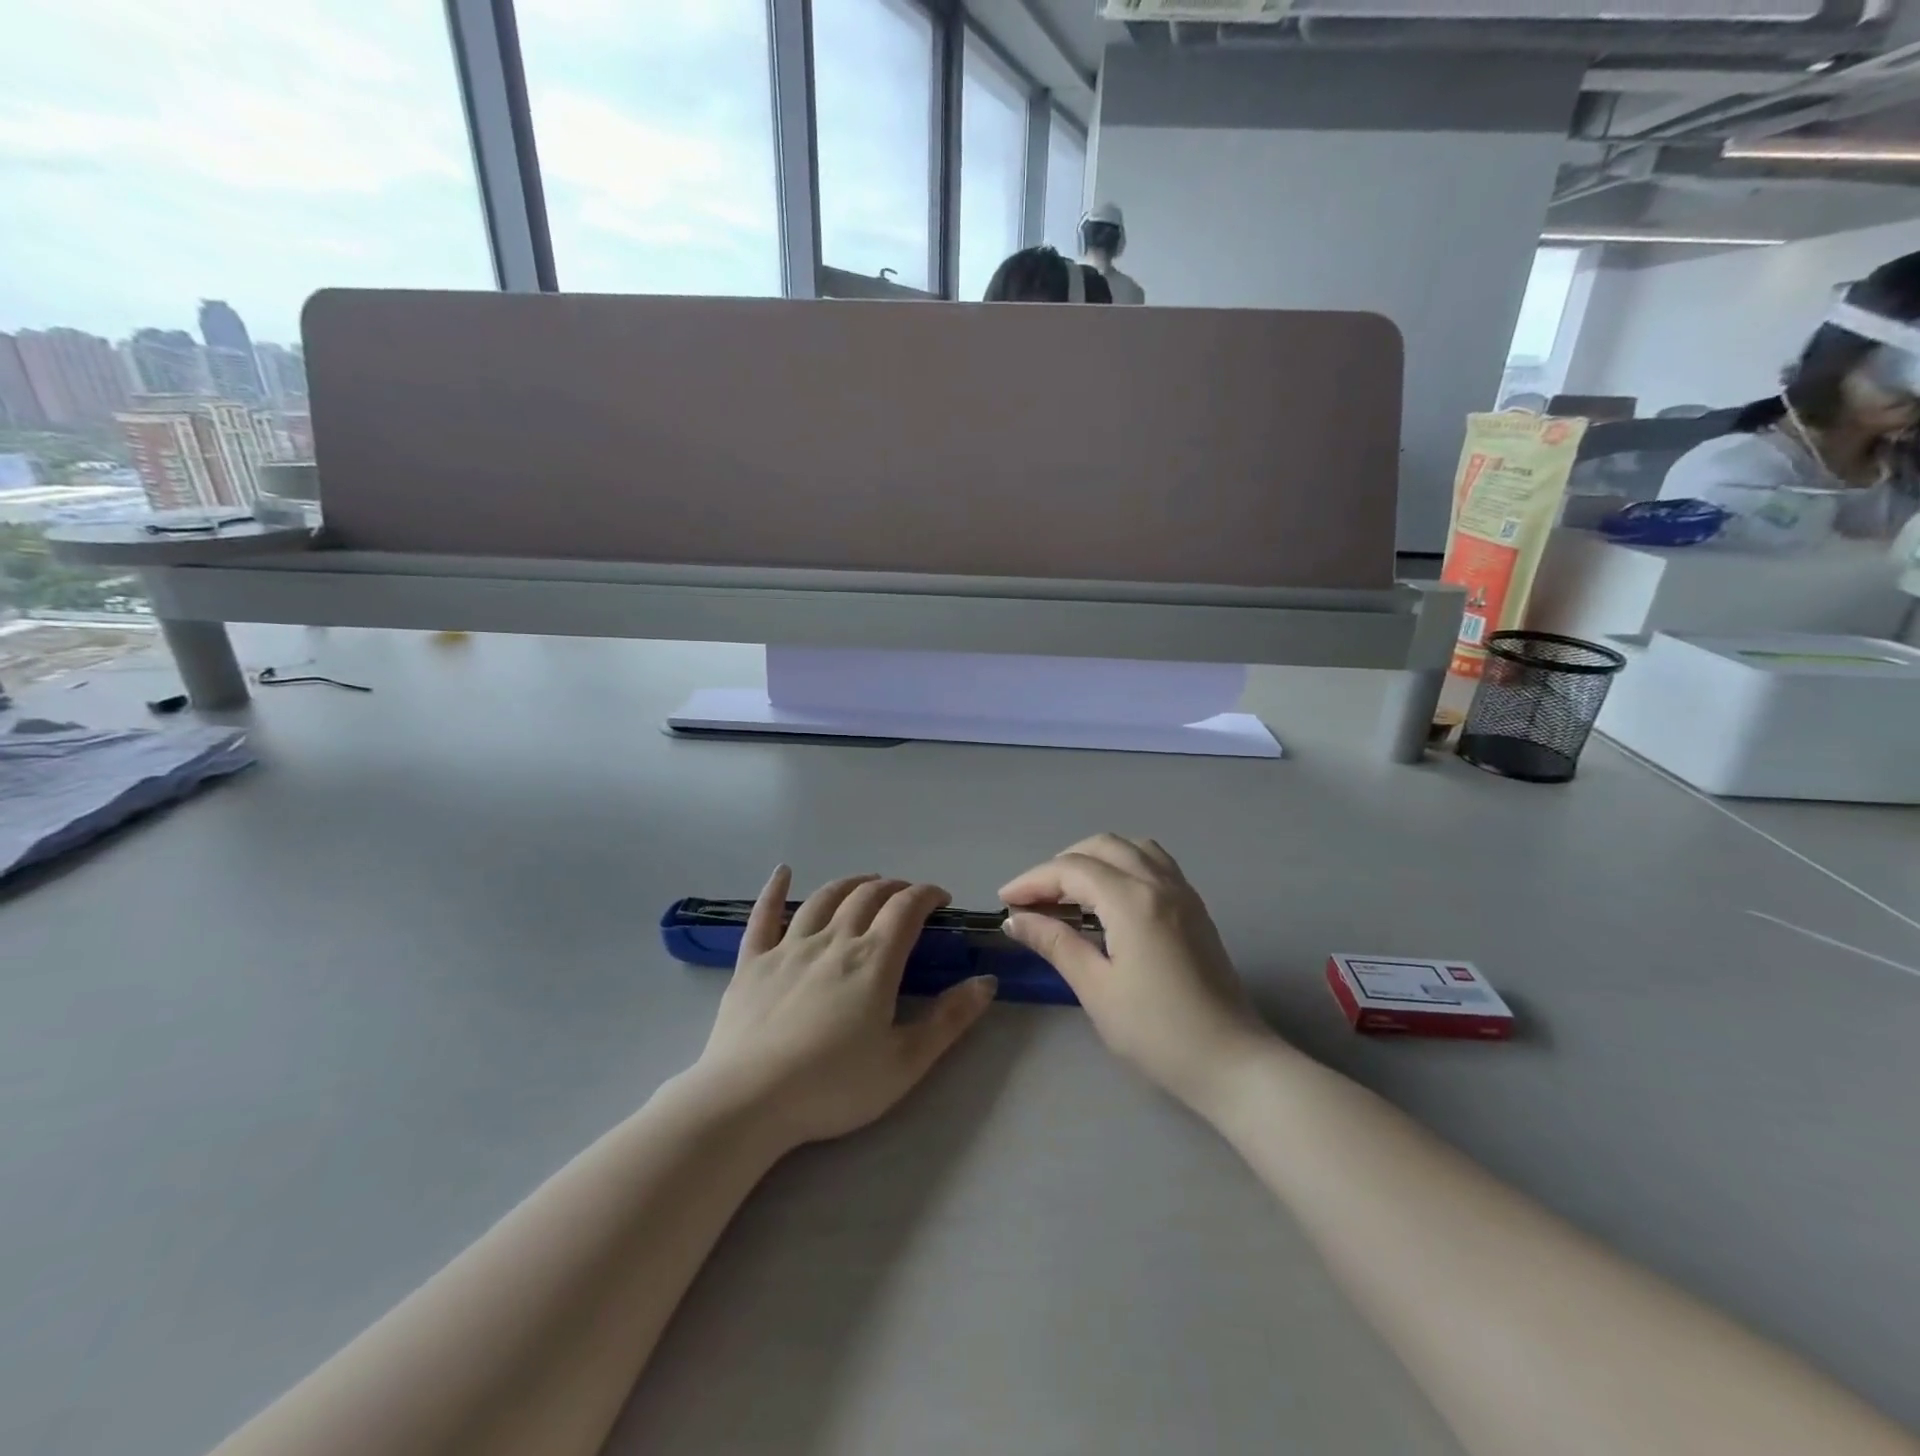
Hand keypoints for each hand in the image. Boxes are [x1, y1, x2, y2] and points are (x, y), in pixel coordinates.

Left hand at [693, 867, 996, 1147]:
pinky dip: (774, 889)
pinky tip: (782, 872)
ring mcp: (788, 947)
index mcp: (873, 960)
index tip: (941, 899)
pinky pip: (763, 915)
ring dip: (850, 883)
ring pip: (824, 898)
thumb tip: (987, 981)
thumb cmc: (833, 1086)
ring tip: (866, 883)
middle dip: (894, 888)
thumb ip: (949, 1020)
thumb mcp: (905, 1063)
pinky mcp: (752, 962)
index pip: (907, 908)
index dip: (928, 895)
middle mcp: (833, 940)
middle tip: (908, 897)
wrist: (748, 1101)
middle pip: (868, 896)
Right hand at [1000, 834, 1272, 1108]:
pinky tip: (1109, 898)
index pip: (1071, 870)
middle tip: (1034, 899)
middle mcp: (1159, 883)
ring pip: (1131, 847)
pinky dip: (1123, 865)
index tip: (1005, 902)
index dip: (1033, 881)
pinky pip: (1154, 863)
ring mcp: (1183, 892)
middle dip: (1060, 865)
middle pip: (1101, 847)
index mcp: (1133, 900)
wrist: (1231, 1062)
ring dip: (1094, 858)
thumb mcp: (1096, 989)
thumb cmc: (1157, 1032)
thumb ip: (1055, 943)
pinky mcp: (1195, 907)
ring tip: (1070, 893)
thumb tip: (1016, 920)